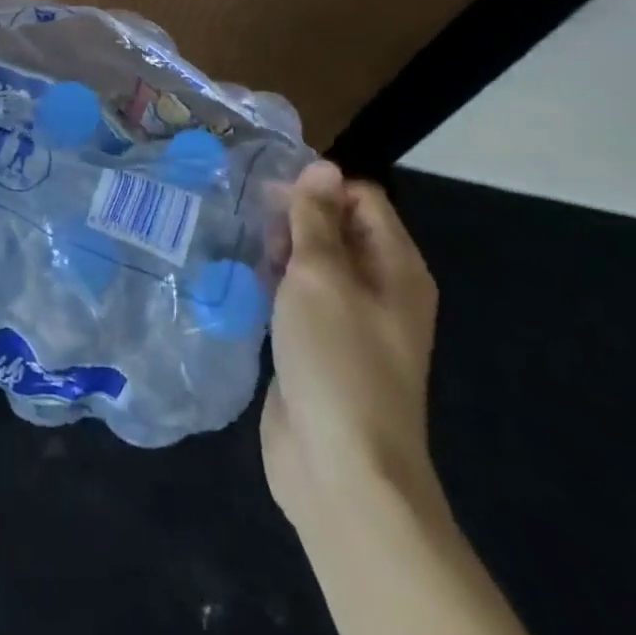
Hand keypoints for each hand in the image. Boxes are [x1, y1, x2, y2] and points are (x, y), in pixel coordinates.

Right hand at [261, 160, 439, 528]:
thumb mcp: (321, 275)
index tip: (269, 186)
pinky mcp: (319, 344)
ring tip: (239, 237)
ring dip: (279, 246)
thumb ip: (316, 218)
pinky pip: (297, 295)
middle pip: (337, 227)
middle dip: (294, 214)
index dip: (319, 185)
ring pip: (313, 261)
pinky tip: (242, 274)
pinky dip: (273, 280)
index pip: (361, 197)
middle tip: (248, 212)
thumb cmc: (337, 360)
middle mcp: (379, 288)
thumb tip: (322, 165)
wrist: (340, 469)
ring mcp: (349, 319)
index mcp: (396, 267)